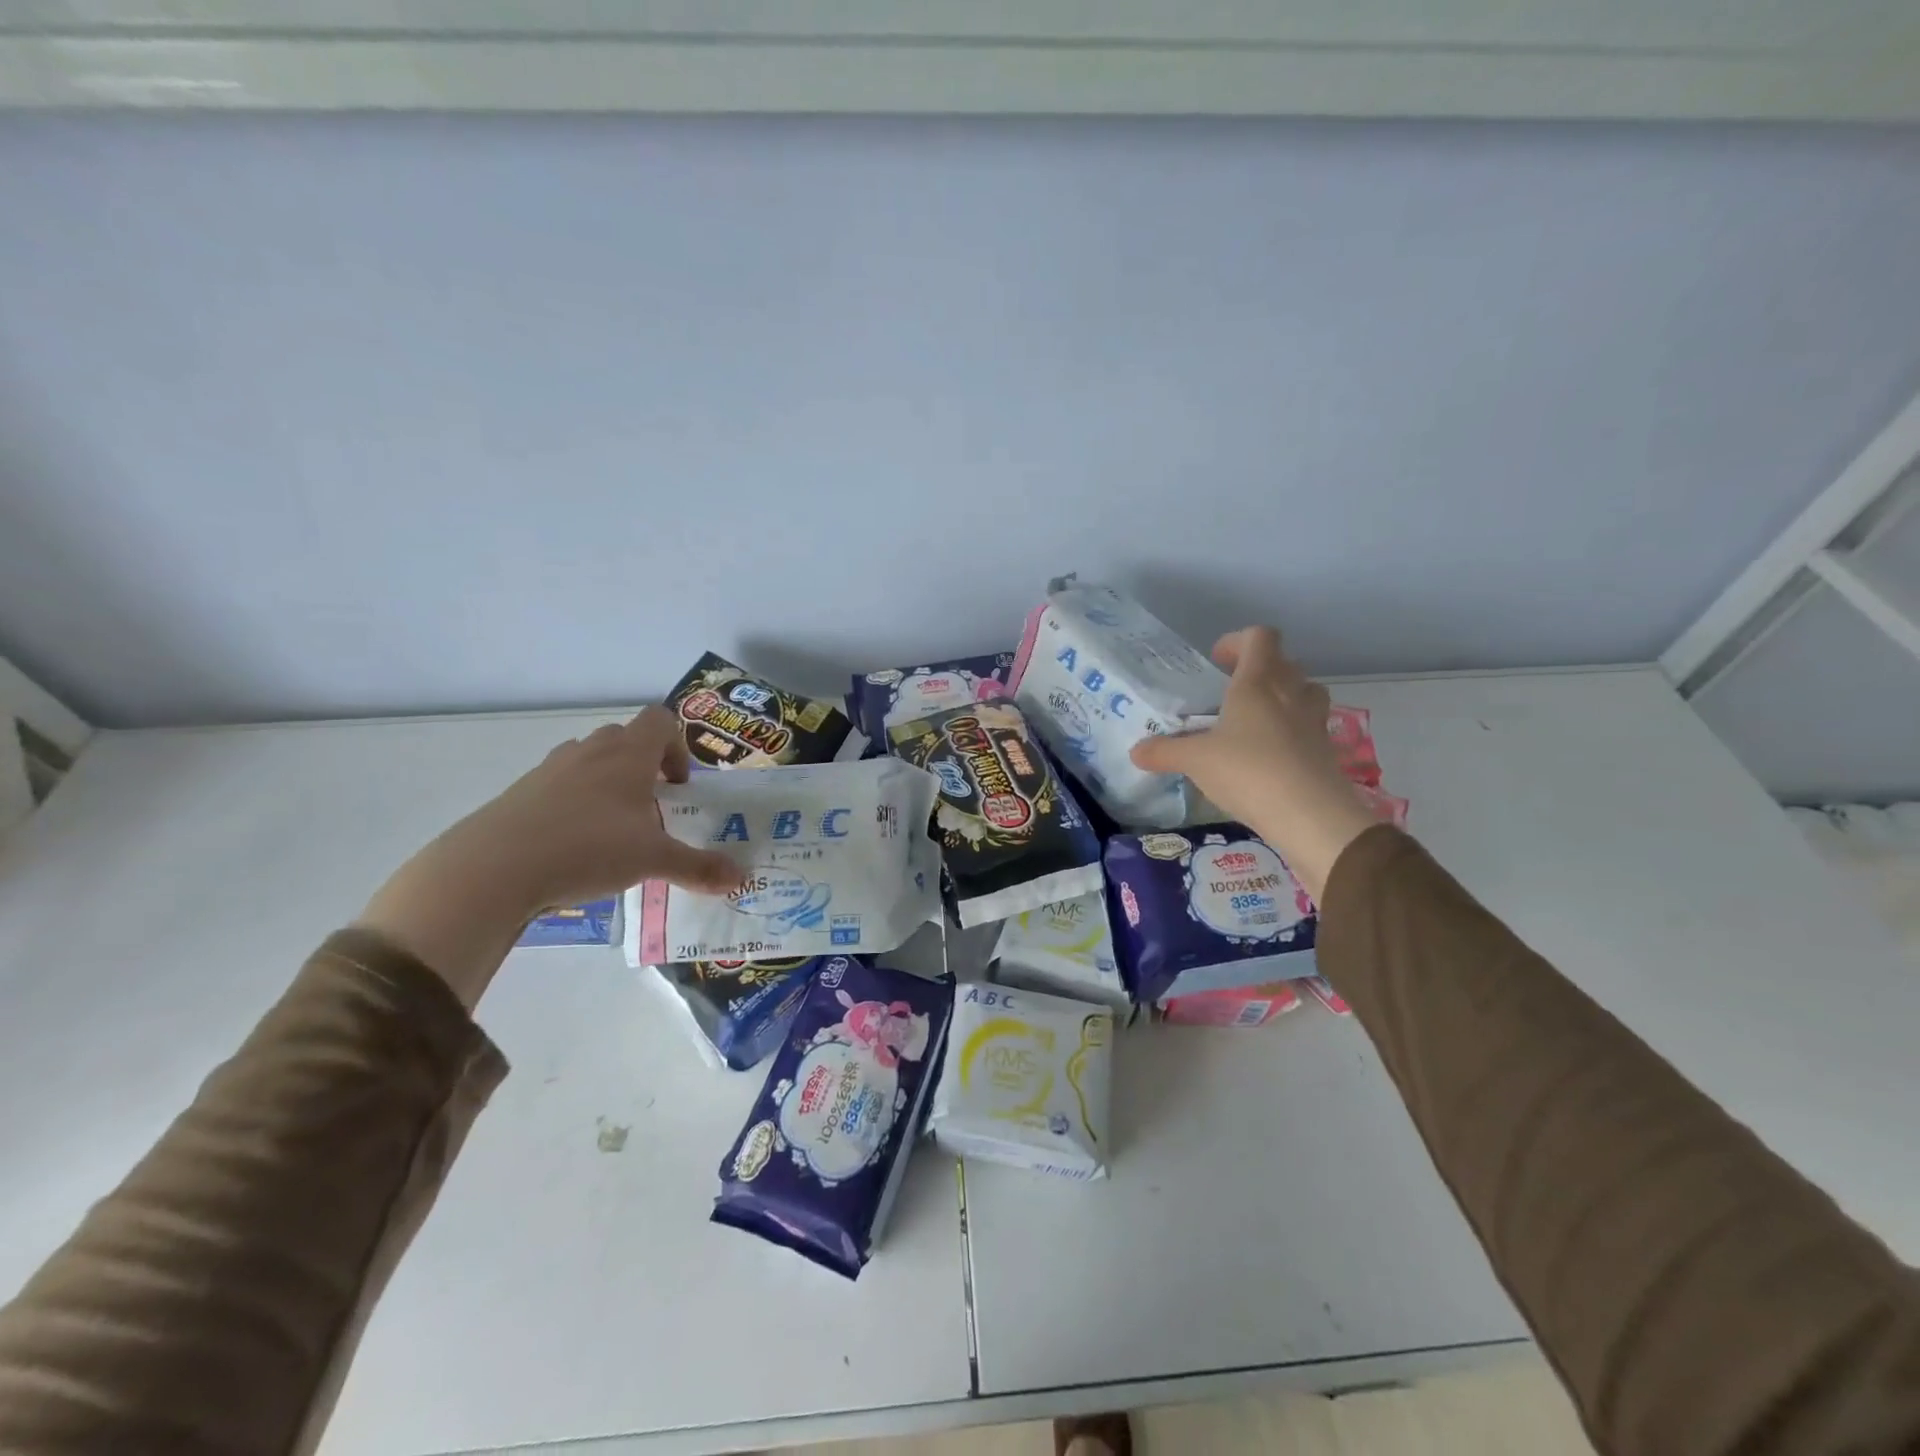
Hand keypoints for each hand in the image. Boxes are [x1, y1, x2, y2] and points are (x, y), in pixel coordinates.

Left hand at [355, 707, 744, 1007]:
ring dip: (608, 784)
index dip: (678, 746)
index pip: (662, 720)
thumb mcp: (653, 861)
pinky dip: (574, 805)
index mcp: (628, 754)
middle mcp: (590, 751)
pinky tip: (574, 847)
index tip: (678, 787)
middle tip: (652, 809)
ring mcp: (550, 770)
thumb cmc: (588, 848)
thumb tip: (742, 879)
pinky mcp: (520, 794)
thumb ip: (699, 867)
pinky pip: (558, 786)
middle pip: (625, 738)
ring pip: (590, 761)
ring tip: (614, 830)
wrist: (492, 868)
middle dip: (644, 768)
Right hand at [1129, 627, 1376, 900]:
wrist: (1310, 815)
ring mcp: (1314, 721)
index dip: (1238, 641)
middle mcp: (1291, 693)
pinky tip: (1269, 757)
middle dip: (1259, 671)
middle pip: (1284, 662)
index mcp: (1258, 682)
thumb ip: (1164, 752)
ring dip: (1283, 697)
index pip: (1260, 637)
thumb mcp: (1195, 761)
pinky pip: (1309, 727)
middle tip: (1232, 693)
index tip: (1217, 661)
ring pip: (1304, 692)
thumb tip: (1136, 751)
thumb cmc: (1248, 770)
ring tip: (1255, 721)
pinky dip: (1292, 732)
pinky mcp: (1327, 750)